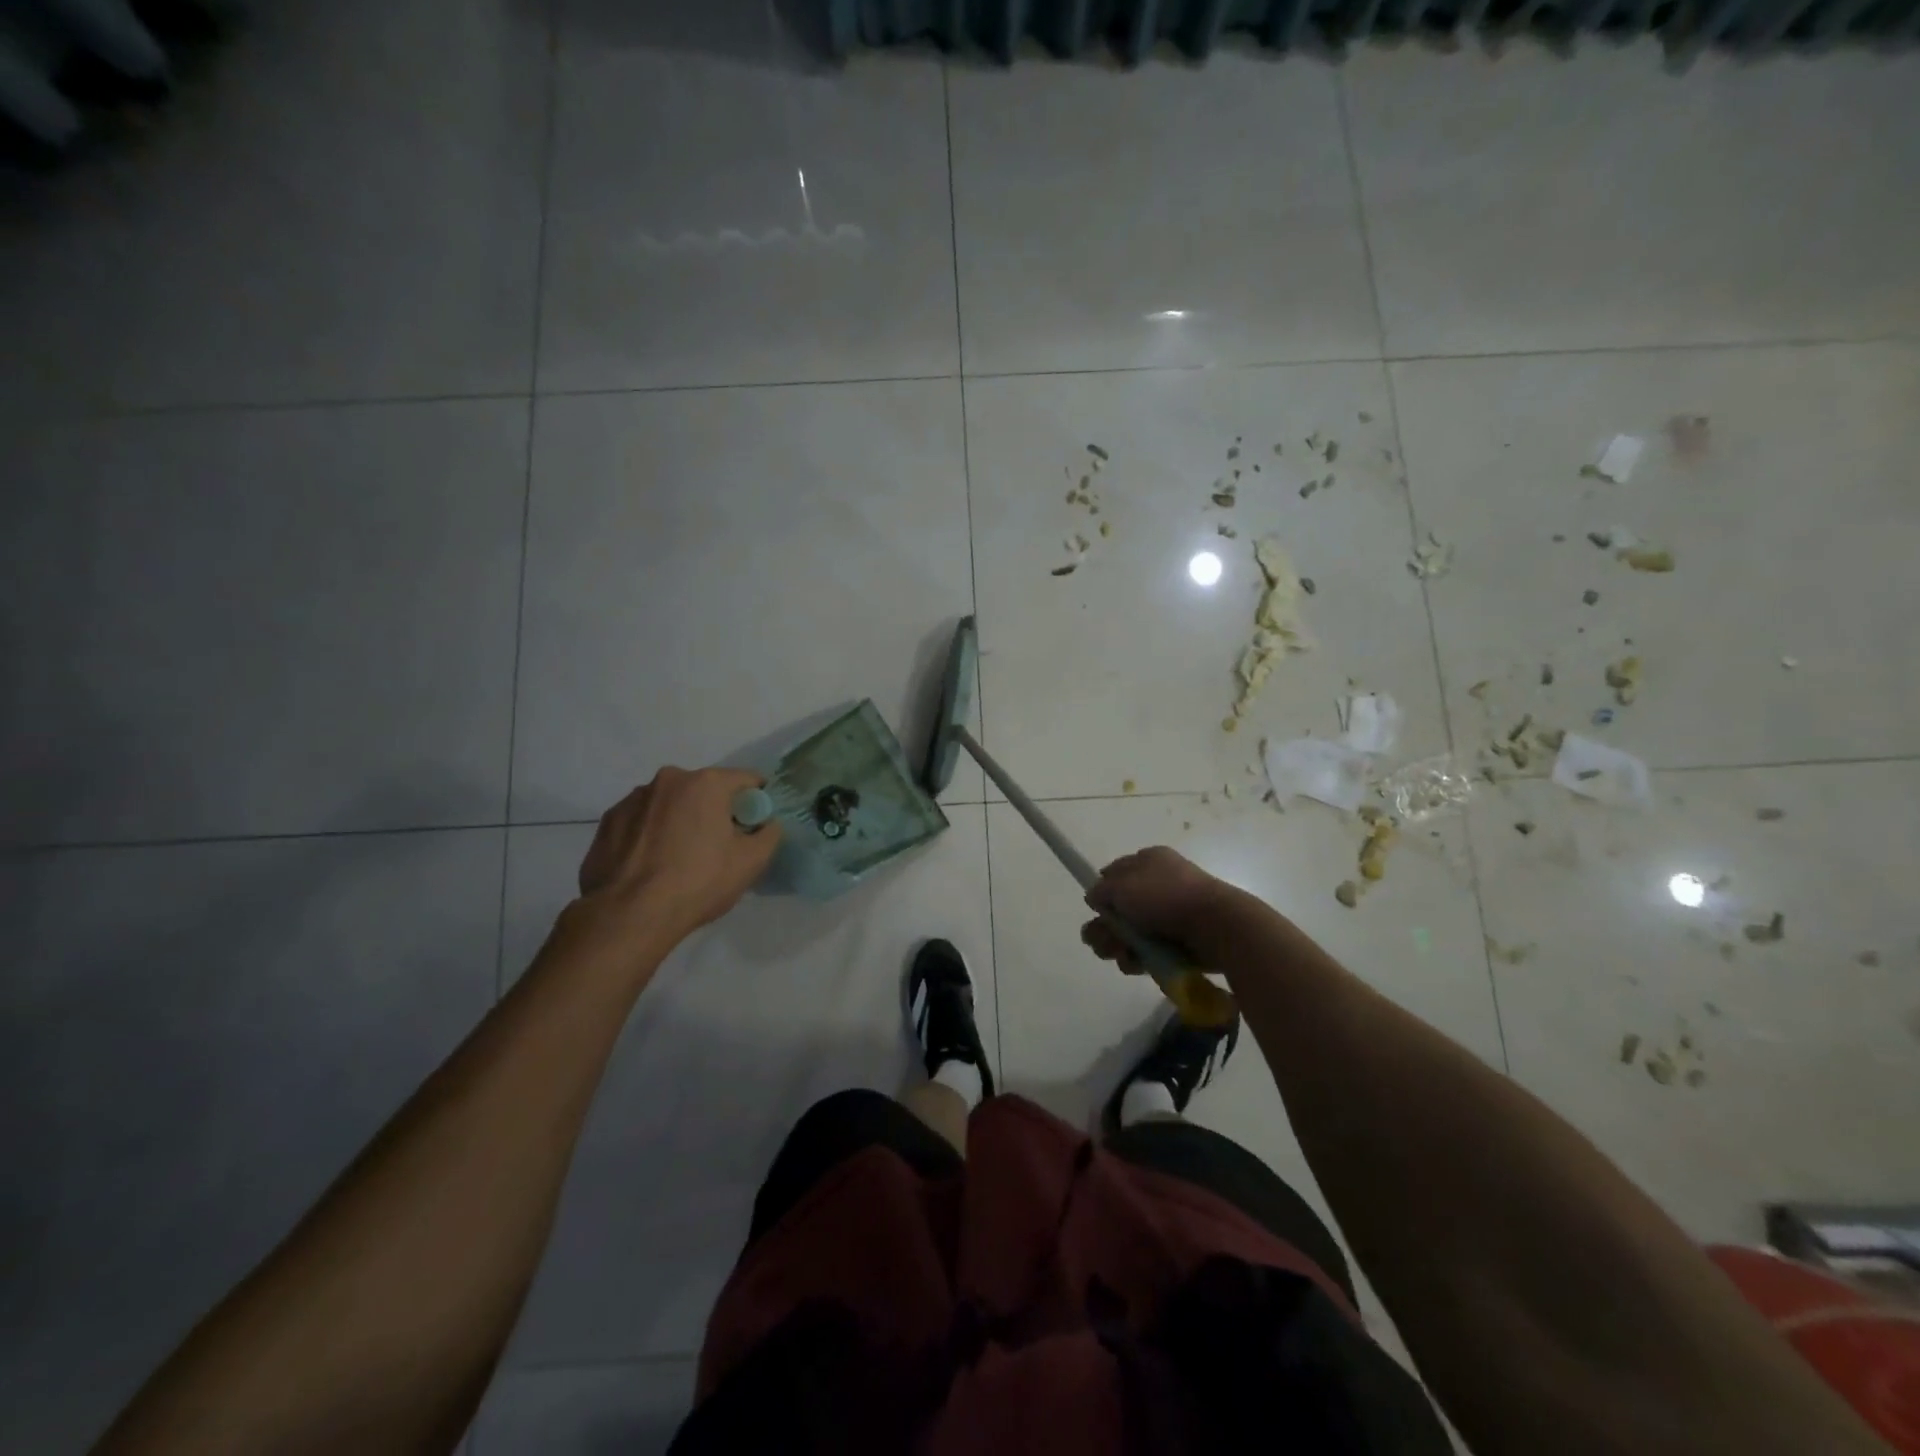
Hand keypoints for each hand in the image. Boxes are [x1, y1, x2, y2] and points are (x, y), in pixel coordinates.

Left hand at [578, 766, 781, 941]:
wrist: (629, 915)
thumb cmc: (698, 882)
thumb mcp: (752, 862)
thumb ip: (769, 833)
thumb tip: (766, 824)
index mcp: (706, 783)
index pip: (745, 780)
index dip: (756, 801)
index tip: (754, 825)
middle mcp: (668, 780)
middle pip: (704, 790)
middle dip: (714, 811)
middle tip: (717, 846)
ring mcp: (633, 799)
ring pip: (669, 804)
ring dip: (679, 821)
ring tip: (678, 859)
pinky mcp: (607, 822)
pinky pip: (641, 822)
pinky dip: (650, 835)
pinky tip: (651, 865)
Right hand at [1080, 846, 1240, 972]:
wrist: (1216, 926)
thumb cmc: (1165, 897)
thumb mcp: (1121, 886)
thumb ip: (1101, 890)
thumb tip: (1095, 897)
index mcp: (1149, 861)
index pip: (1114, 873)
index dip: (1102, 893)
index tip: (1096, 909)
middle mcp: (1159, 884)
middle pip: (1120, 908)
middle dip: (1106, 927)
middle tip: (1103, 942)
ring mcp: (1171, 914)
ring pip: (1132, 933)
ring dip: (1118, 946)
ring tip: (1121, 955)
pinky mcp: (1180, 941)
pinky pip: (1150, 950)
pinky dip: (1140, 959)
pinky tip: (1137, 964)